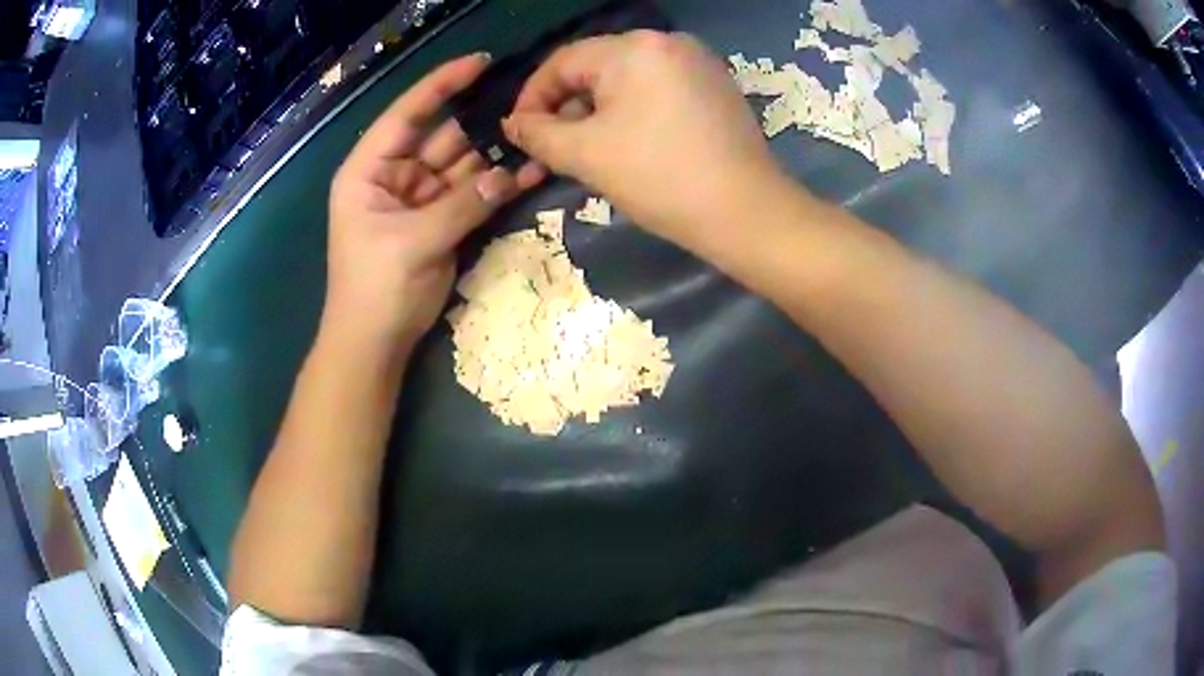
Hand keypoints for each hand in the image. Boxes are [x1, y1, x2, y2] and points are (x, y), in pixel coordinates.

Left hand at [326, 54, 543, 352]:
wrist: (374, 344)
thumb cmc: (375, 289)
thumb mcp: (414, 242)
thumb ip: (461, 204)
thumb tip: (509, 174)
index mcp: (369, 170)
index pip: (406, 114)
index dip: (441, 85)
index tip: (480, 63)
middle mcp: (394, 175)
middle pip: (440, 136)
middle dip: (480, 122)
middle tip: (526, 103)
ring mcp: (420, 198)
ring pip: (462, 165)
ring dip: (496, 155)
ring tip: (537, 136)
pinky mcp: (441, 220)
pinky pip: (472, 194)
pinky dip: (497, 186)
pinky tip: (531, 172)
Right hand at [504, 31, 785, 248]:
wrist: (747, 213)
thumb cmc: (660, 178)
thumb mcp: (586, 155)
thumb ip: (538, 134)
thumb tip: (514, 124)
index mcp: (634, 48)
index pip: (562, 62)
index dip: (532, 97)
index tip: (518, 134)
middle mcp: (667, 42)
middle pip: (596, 68)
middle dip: (567, 108)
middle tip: (552, 149)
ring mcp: (698, 63)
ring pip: (627, 80)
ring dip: (597, 112)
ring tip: (588, 152)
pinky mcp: (715, 86)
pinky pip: (658, 89)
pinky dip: (633, 112)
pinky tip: (630, 144)